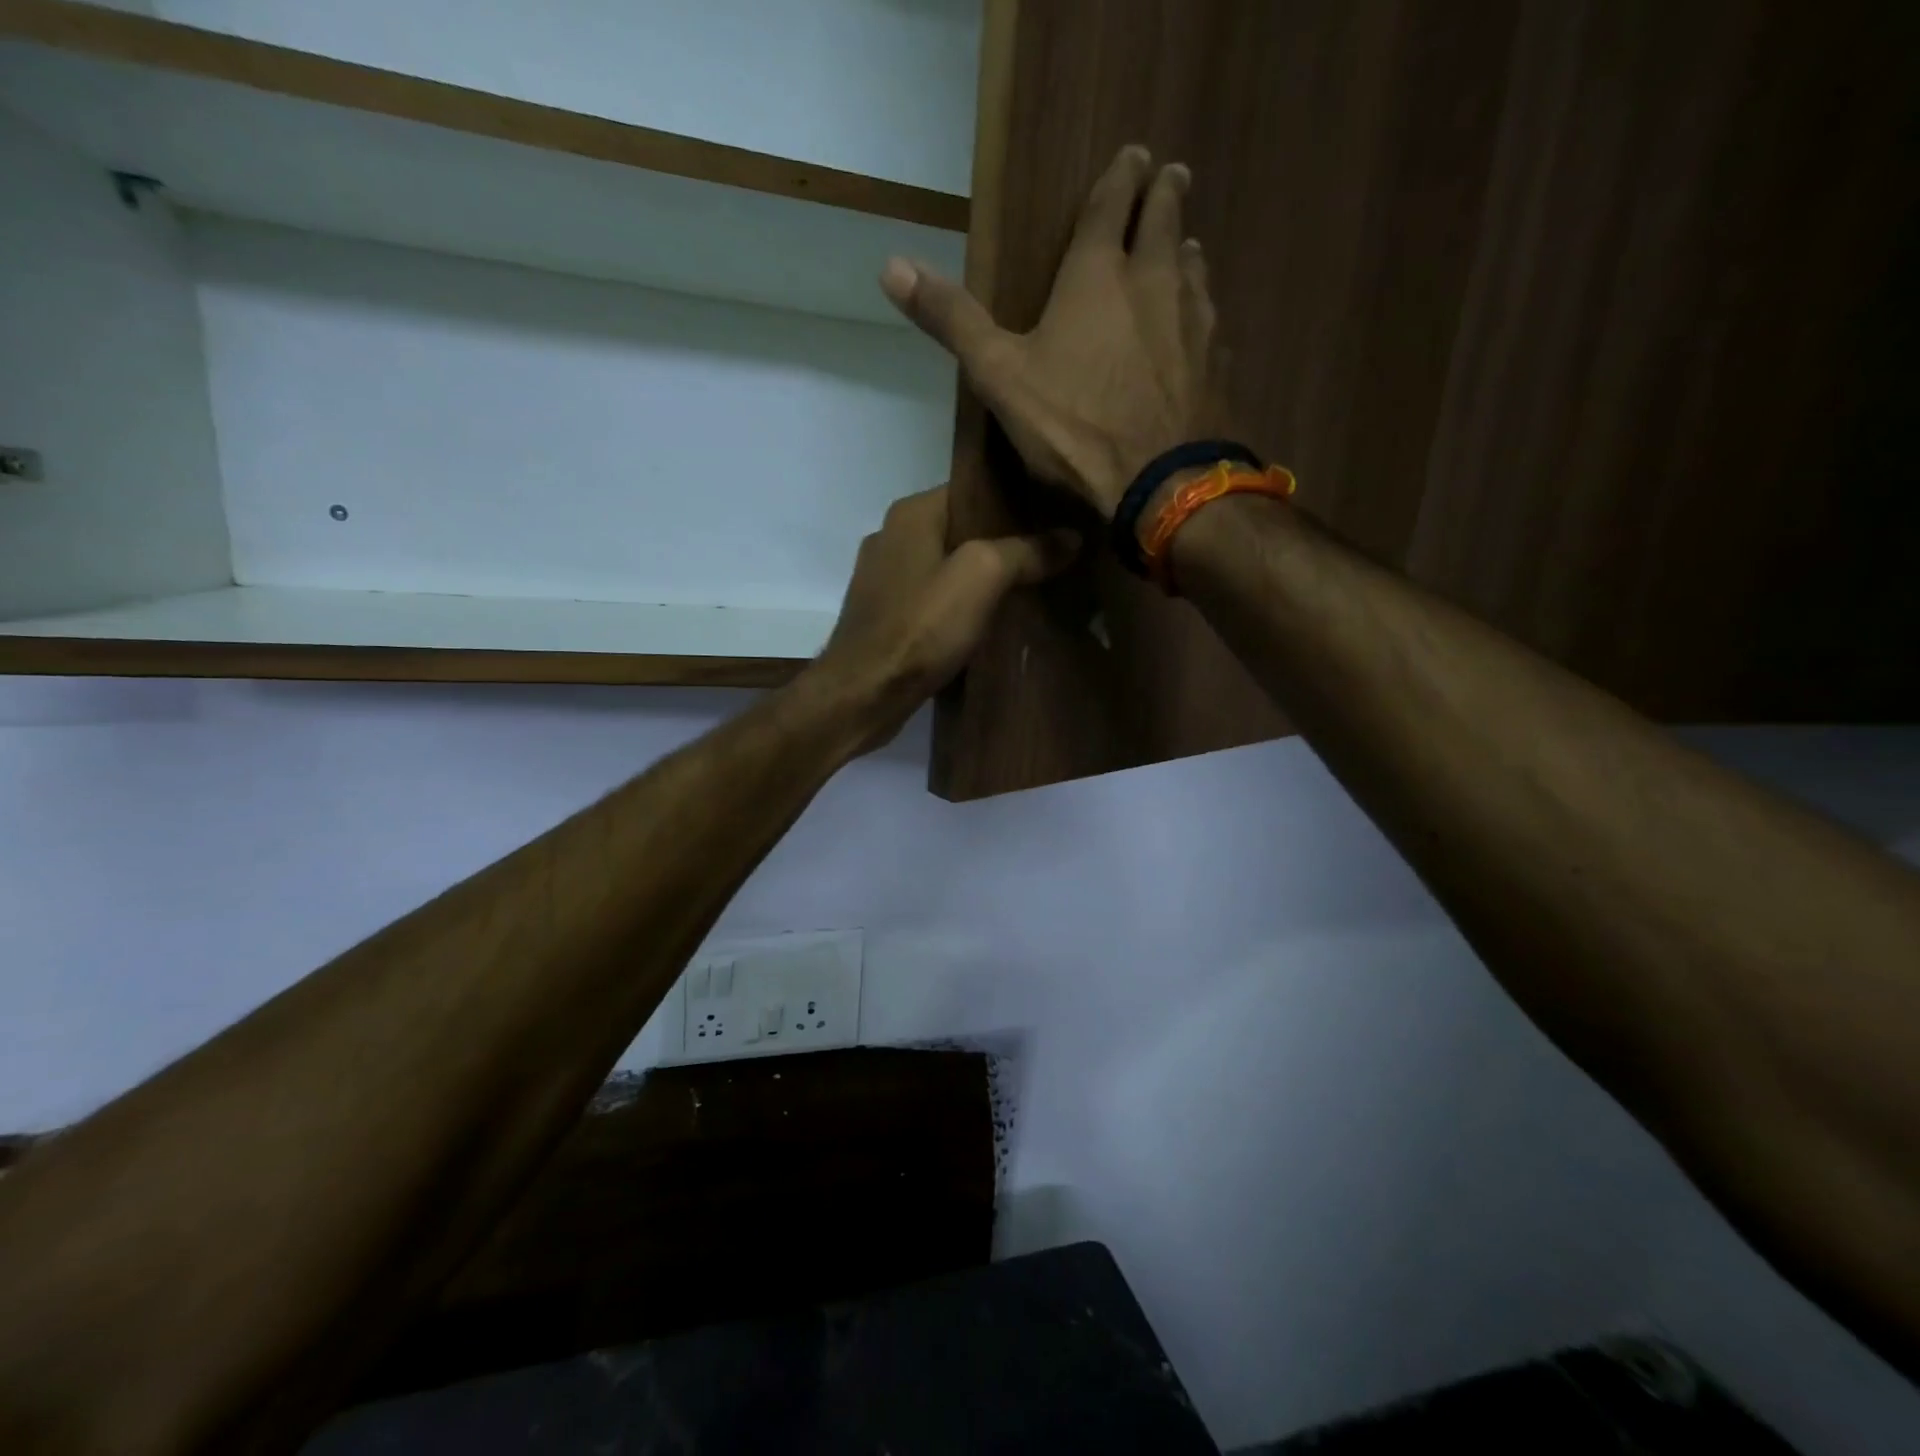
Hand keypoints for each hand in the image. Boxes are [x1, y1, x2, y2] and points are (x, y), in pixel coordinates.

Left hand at [808, 485, 1078, 748]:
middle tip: (1051, 558)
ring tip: (1028, 592)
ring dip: (981, 581)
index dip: (1016, 502)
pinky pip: (932, 601)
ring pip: (947, 568)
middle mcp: (891, 538)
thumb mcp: (982, 577)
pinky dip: (958, 608)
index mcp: (911, 514)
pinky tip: (987, 624)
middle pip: (961, 531)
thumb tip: (1071, 536)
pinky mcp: (884, 618)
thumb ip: (1026, 551)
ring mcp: (883, 581)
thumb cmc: (920, 627)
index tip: (1056, 518)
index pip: (973, 490)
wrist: (863, 694)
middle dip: (1004, 544)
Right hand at [880, 146, 1217, 519]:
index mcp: (1099, 275)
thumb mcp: (999, 375)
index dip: (1120, 177)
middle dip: (1164, 195)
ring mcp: (1194, 323)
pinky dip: (1203, 311)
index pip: (1111, 205)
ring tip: (1185, 246)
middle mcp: (1155, 282)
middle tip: (1171, 174)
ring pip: (1193, 270)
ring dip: (1186, 252)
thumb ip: (953, 320)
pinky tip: (1201, 325)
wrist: (1160, 483)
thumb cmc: (1074, 426)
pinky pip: (1211, 324)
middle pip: (1164, 222)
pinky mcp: (1215, 366)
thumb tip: (891, 264)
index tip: (1135, 154)